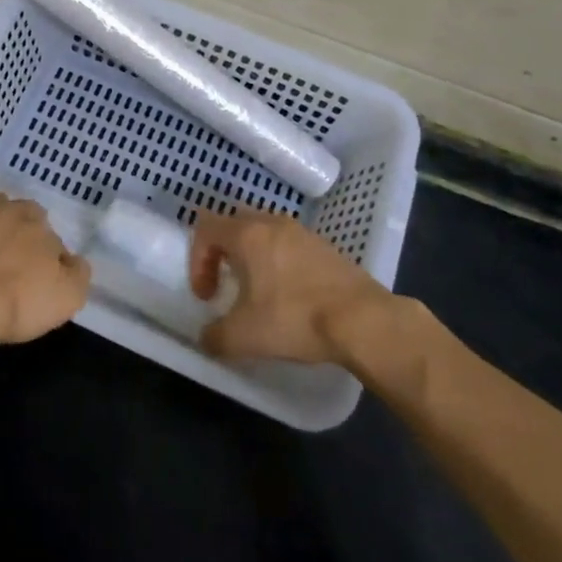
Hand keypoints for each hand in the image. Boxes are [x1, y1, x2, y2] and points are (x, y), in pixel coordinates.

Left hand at [0, 174, 91, 344]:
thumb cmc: (17, 303)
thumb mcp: (67, 298)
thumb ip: (78, 273)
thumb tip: (74, 259)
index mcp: (38, 226)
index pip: (49, 234)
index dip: (44, 254)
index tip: (37, 274)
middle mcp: (8, 209)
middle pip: (19, 213)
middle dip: (19, 229)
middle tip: (11, 258)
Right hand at [189, 209, 391, 363]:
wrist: (364, 320)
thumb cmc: (295, 318)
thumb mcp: (244, 336)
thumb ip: (215, 336)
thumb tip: (206, 338)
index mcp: (247, 235)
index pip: (205, 227)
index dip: (197, 260)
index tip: (208, 296)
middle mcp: (272, 223)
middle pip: (234, 224)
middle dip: (223, 253)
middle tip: (227, 285)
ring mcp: (302, 232)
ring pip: (264, 233)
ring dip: (253, 257)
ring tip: (259, 293)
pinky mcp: (326, 247)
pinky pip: (289, 245)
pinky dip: (280, 263)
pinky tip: (291, 296)